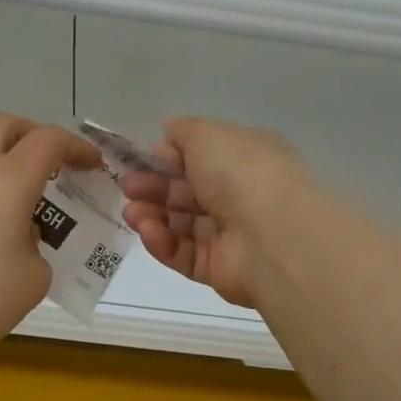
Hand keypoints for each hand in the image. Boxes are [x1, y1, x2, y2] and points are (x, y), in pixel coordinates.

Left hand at [0, 114, 100, 357]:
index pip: (48, 141)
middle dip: (33, 135)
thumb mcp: (34, 279)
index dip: (76, 146)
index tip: (93, 166)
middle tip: (52, 163)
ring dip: (6, 177)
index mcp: (8, 181)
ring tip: (25, 223)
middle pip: (3, 127)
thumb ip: (39, 250)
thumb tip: (22, 241)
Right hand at [119, 117, 313, 308]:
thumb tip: (168, 134)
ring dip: (151, 214)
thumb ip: (183, 131)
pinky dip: (161, 241)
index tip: (139, 160)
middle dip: (153, 187)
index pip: (200, 157)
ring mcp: (230, 234)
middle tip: (127, 186)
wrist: (274, 236)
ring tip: (131, 212)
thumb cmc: (242, 173)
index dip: (167, 158)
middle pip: (186, 192)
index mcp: (245, 158)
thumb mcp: (208, 134)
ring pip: (180, 224)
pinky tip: (148, 230)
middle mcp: (240, 195)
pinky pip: (182, 253)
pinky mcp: (217, 268)